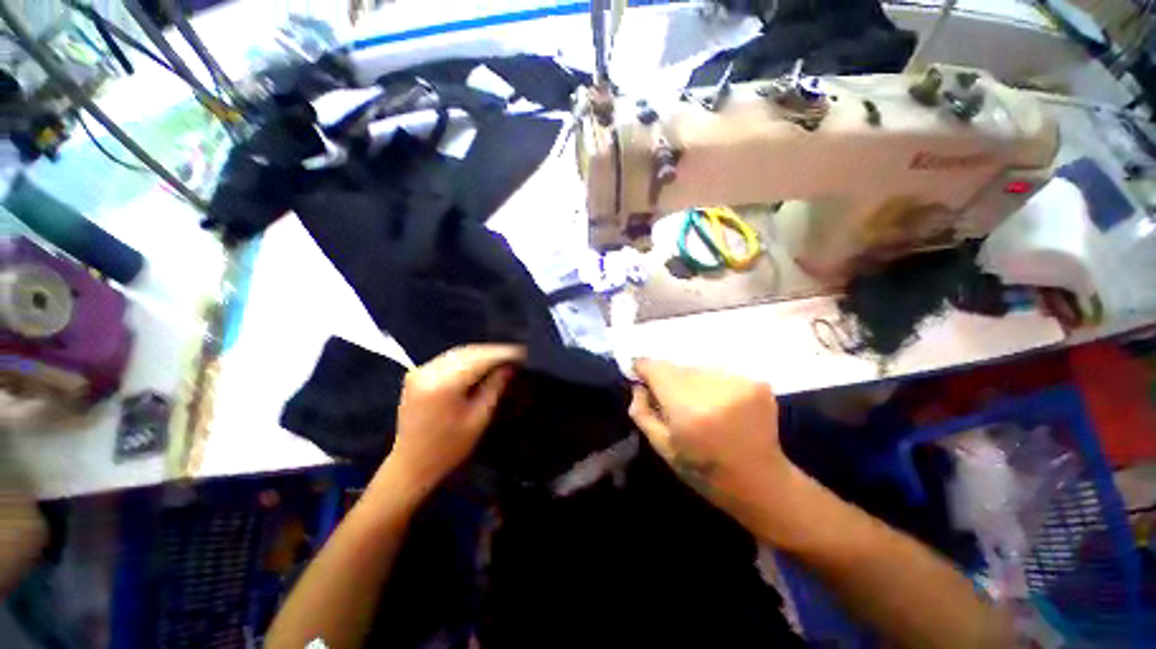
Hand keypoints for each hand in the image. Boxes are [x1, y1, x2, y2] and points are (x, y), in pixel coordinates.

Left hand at [383, 344, 524, 496]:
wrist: (411, 464)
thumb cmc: (448, 448)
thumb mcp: (479, 419)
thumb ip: (495, 387)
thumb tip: (510, 366)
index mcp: (443, 384)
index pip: (480, 358)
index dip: (503, 353)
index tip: (522, 352)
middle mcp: (428, 371)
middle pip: (469, 352)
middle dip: (494, 352)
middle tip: (516, 354)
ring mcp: (420, 371)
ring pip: (459, 353)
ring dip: (482, 354)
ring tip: (503, 358)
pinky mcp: (417, 374)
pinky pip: (449, 359)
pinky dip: (468, 359)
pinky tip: (482, 364)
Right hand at [629, 359, 795, 530]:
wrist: (760, 483)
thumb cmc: (705, 471)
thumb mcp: (662, 447)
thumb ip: (642, 413)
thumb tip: (638, 385)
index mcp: (688, 410)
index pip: (657, 368)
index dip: (644, 367)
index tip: (639, 373)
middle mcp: (714, 390)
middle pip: (678, 367)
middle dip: (669, 379)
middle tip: (672, 400)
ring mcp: (739, 384)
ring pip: (699, 368)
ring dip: (692, 381)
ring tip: (699, 404)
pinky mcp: (757, 383)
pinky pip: (719, 374)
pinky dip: (713, 384)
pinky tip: (720, 405)